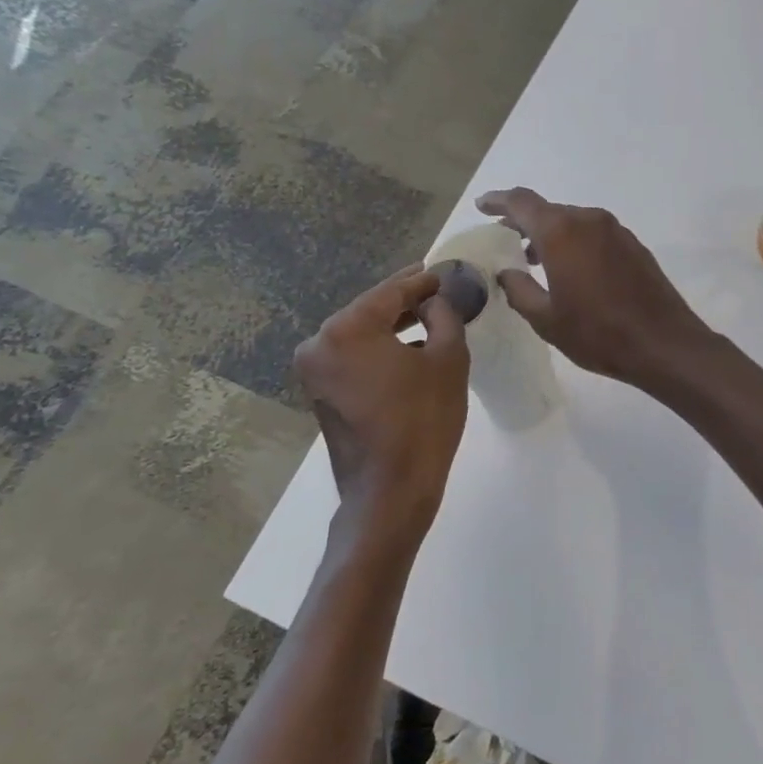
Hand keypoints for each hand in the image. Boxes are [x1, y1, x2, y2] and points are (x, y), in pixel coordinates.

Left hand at [294, 265, 469, 527]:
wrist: (390, 491)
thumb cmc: (424, 421)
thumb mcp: (448, 360)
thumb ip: (444, 317)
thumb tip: (434, 303)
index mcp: (346, 329)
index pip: (389, 292)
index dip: (420, 282)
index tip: (442, 272)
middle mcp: (319, 344)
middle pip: (369, 311)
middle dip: (404, 301)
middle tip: (435, 289)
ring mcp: (314, 372)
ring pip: (360, 335)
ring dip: (392, 327)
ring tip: (427, 316)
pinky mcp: (320, 394)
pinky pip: (353, 358)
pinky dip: (379, 350)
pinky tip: (408, 349)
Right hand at [476, 188, 716, 391]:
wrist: (664, 344)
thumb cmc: (598, 333)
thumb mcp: (546, 319)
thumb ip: (519, 290)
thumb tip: (506, 273)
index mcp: (561, 232)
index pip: (521, 202)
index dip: (498, 202)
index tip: (482, 206)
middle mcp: (589, 220)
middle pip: (549, 211)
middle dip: (524, 222)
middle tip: (506, 240)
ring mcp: (616, 231)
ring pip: (574, 223)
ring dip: (551, 235)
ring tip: (535, 260)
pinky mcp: (634, 246)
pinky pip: (595, 235)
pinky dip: (576, 244)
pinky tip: (572, 271)